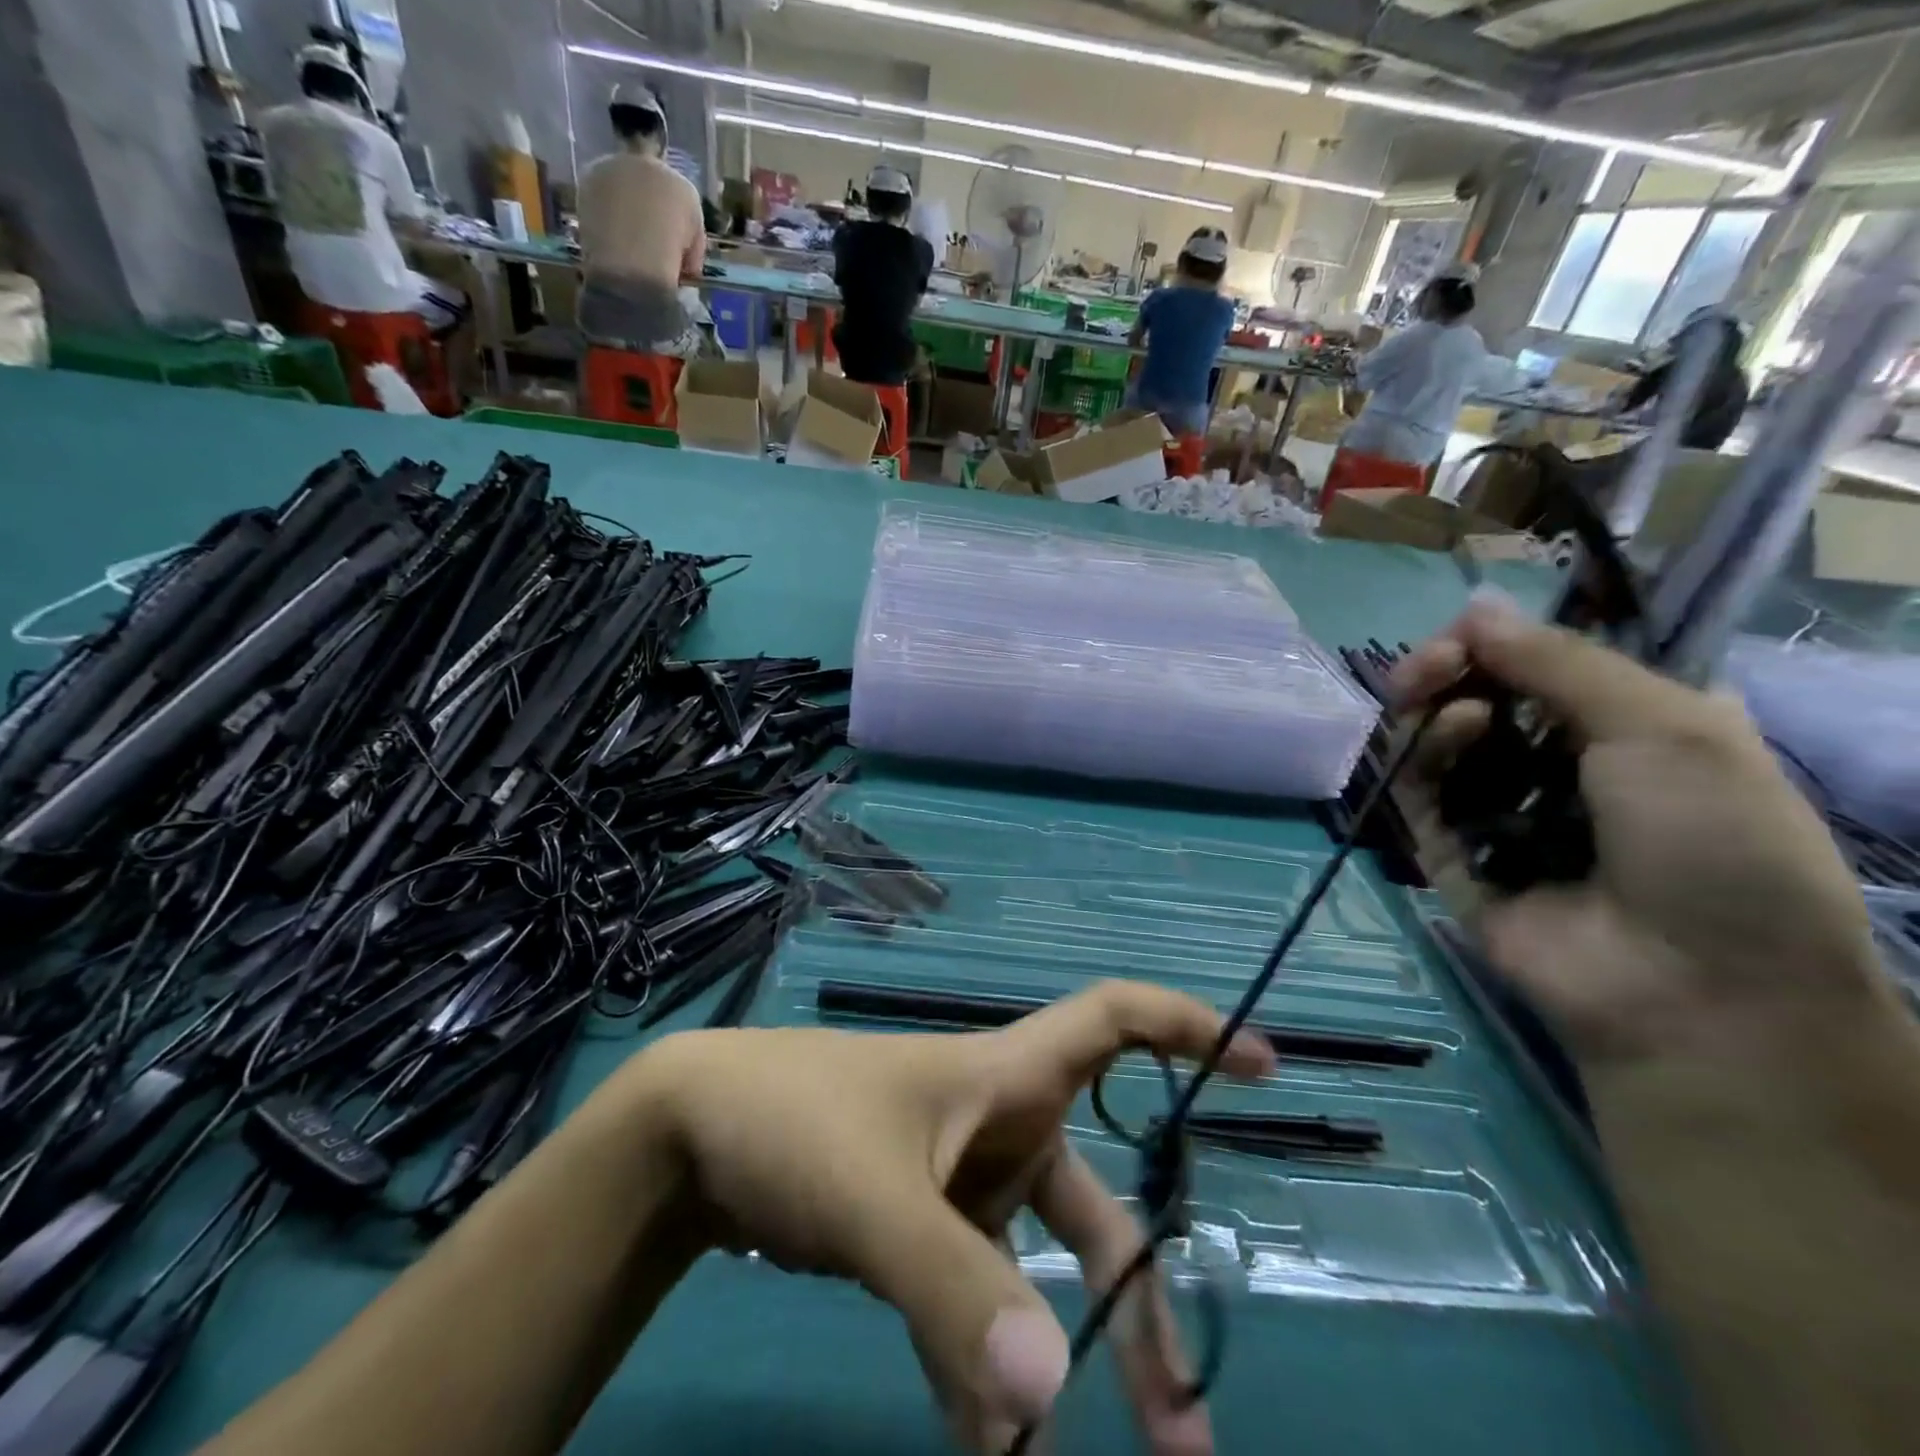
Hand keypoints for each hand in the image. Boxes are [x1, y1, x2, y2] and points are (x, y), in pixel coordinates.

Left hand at [632, 982, 1273, 1453]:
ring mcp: (960, 1176)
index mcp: (1003, 1076)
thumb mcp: (872, 1199)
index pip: (1113, 1020)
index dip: (1189, 1027)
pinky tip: (980, 1448)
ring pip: (1040, 1265)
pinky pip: (975, 1299)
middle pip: (1097, 1203)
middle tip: (1184, 1429)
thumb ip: (953, 1290)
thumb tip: (1051, 1400)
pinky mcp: (921, 1224)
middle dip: (1138, 1302)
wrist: (695, 1131)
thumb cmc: (794, 1122)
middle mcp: (998, 1121)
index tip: (1263, 1064)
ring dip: (1058, 1357)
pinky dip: (982, 1371)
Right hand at [1391, 599, 1886, 1065]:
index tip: (1469, 634)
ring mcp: (1495, 810)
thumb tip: (1472, 606)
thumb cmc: (1713, 841)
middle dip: (1448, 670)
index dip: (1494, 644)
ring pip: (1436, 742)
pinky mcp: (1449, 850)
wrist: (1693, 985)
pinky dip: (1423, 755)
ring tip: (1446, 698)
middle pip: (1473, 699)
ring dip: (1434, 707)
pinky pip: (1418, 792)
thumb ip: (1559, 661)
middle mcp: (1552, 765)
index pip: (1535, 669)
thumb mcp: (1665, 725)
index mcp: (1621, 730)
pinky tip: (1448, 733)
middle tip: (1435, 662)